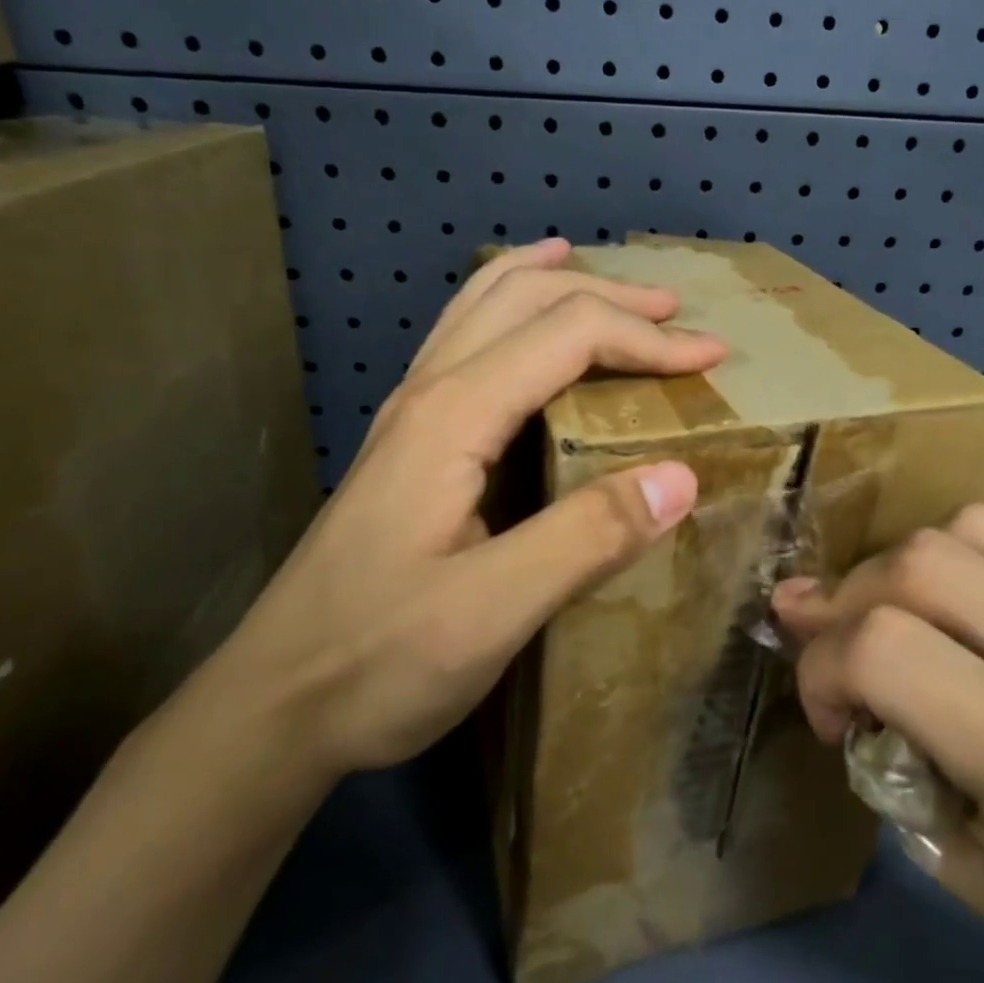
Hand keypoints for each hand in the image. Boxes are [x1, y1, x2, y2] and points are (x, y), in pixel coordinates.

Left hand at [198, 237, 724, 778]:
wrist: (271, 707)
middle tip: (676, 310)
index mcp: (452, 417)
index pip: (566, 335)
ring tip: (599, 275)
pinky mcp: (407, 447)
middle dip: (608, 295)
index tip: (712, 358)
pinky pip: (463, 345)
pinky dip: (507, 311)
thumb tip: (681, 475)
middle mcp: (427, 395)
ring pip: (481, 309)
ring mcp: (408, 417)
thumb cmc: (376, 662)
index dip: (646, 338)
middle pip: (522, 300)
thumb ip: (587, 539)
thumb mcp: (491, 611)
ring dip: (550, 284)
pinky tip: (521, 328)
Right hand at [772, 504, 983, 982]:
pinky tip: (960, 609)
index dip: (824, 667)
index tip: (828, 714)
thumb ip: (874, 732)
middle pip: (924, 567)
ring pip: (966, 530)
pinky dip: (959, 559)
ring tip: (902, 626)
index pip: (890, 653)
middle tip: (849, 660)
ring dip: (901, 572)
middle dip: (850, 605)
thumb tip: (800, 618)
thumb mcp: (952, 853)